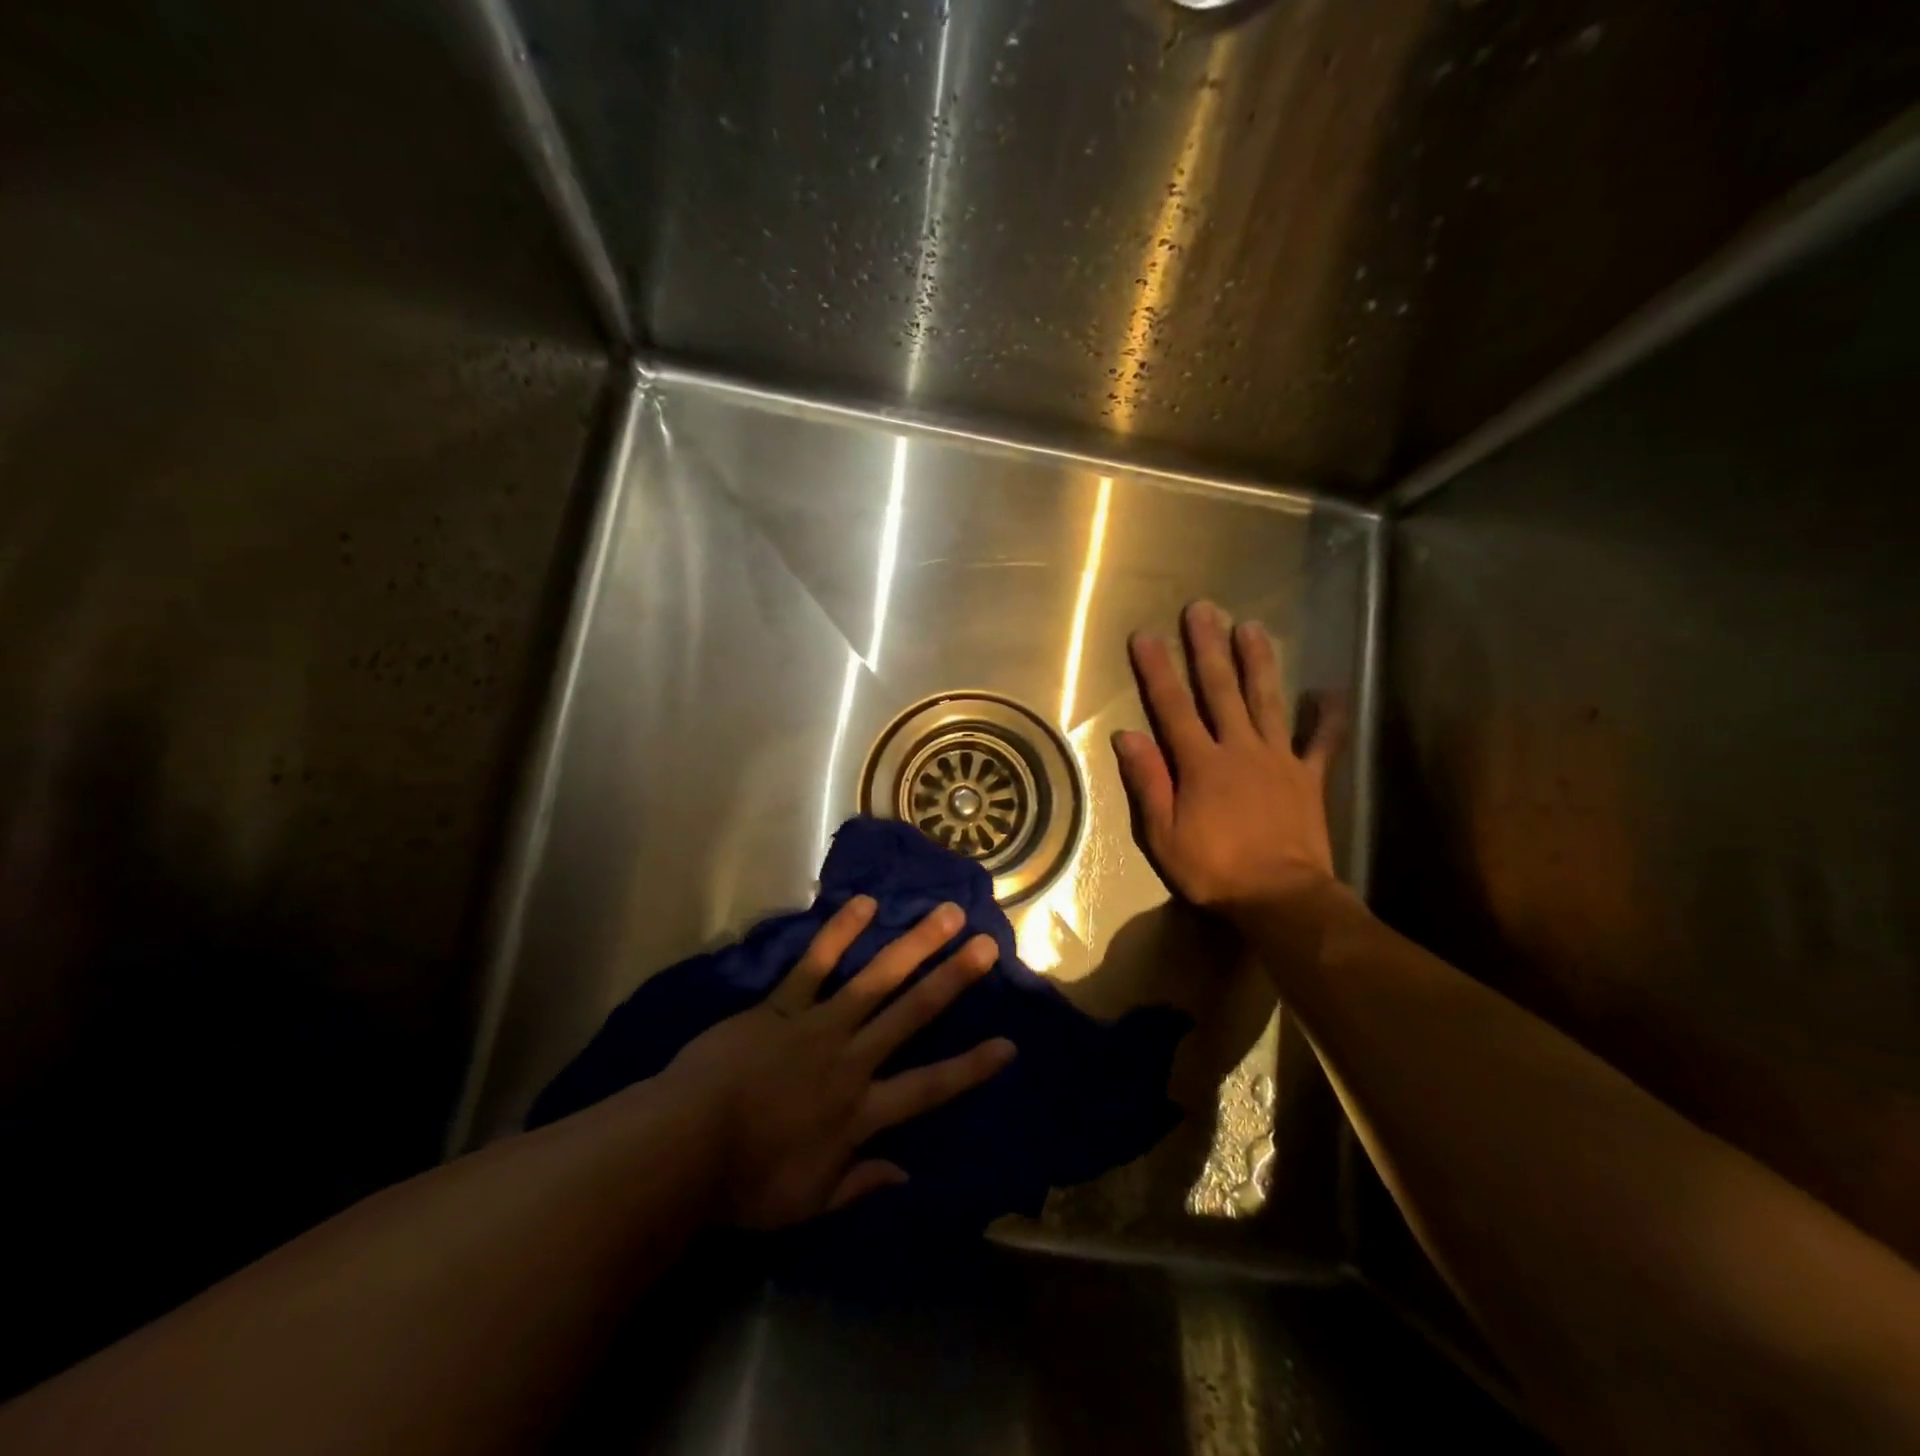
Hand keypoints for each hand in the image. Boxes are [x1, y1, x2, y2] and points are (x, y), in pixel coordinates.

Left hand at [661, 896, 1014, 1229]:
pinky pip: (816, 964)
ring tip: (945, 915)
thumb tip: (907, 1174)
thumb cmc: (746, 1183)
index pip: (929, 1088)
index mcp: (860, 1111)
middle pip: (912, 1014)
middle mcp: (851, 1059)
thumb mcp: (808, 1202)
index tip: (1009, 1045)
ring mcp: (818, 1025)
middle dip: (953, 979)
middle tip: (986, 945)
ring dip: (913, 945)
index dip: (971, 1067)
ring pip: (876, 979)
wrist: (683, 1147)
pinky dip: (840, 934)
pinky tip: (864, 904)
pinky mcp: (782, 1005)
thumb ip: (860, 1183)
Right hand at [1113, 600, 1345, 919]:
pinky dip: (1326, 717)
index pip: (1172, 707)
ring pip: (1267, 700)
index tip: (1146, 636)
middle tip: (1203, 608)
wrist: (1281, 899)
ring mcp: (1278, 759)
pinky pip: (1321, 742)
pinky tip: (1329, 691)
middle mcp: (1239, 749)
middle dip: (1208, 647)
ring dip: (1258, 662)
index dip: (1157, 670)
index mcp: (1200, 763)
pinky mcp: (1308, 777)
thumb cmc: (1214, 870)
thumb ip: (1148, 782)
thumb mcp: (1163, 834)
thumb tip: (1126, 735)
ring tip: (1252, 626)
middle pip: (1221, 689)